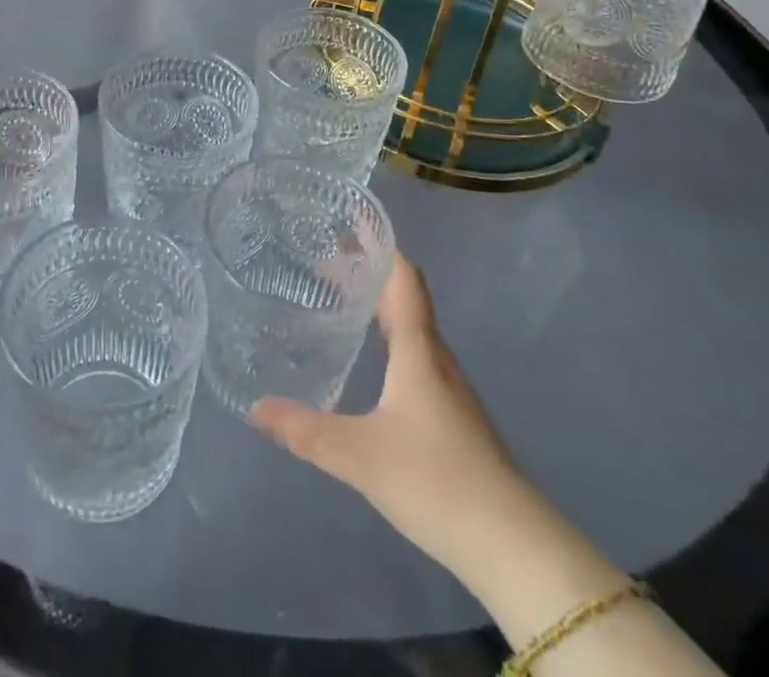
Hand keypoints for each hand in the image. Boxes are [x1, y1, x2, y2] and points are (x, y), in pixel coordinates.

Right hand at [251, 252, 518, 576]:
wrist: (513, 546)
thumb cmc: (435, 480)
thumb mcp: (359, 455)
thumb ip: (305, 430)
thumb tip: (255, 408)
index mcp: (418, 350)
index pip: (404, 279)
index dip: (380, 247)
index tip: (350, 223)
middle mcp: (437, 360)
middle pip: (406, 299)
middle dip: (369, 274)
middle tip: (327, 260)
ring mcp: (450, 391)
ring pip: (413, 331)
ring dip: (381, 308)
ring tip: (343, 302)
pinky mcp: (455, 420)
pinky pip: (418, 359)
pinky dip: (391, 341)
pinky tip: (373, 365)